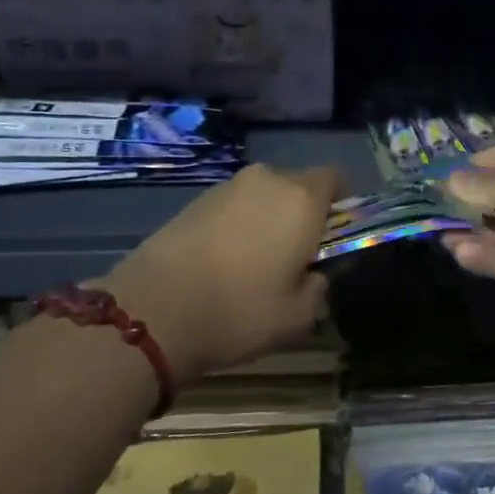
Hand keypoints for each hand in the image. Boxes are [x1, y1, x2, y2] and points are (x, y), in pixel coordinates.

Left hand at [96, 163, 340, 382]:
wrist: (153, 309)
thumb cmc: (240, 310)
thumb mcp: (299, 316)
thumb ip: (319, 287)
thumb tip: (314, 274)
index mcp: (302, 199)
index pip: (336, 177)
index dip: (341, 202)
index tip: (335, 235)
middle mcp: (268, 181)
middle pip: (298, 185)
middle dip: (302, 213)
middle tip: (296, 256)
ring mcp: (227, 188)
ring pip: (263, 196)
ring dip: (267, 219)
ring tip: (254, 264)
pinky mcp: (194, 201)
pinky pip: (233, 206)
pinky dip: (237, 226)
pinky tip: (223, 263)